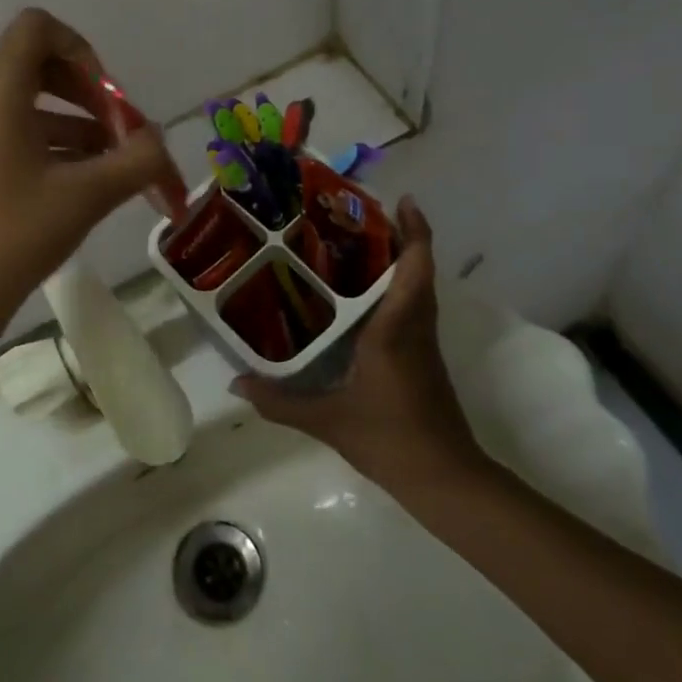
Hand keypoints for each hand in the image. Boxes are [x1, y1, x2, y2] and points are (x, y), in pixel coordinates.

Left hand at [0, 8, 183, 339]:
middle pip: (33, 64)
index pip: (35, 28)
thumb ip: (136, 160)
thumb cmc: (15, 236)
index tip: (107, 97)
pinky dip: (45, 143)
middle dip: (84, 91)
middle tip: (118, 132)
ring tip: (110, 164)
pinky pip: (6, 132)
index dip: (81, 49)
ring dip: (71, 122)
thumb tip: (158, 141)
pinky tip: (77, 182)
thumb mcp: (86, 196)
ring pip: (22, 103)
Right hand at [232, 199, 489, 494]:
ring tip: (357, 245)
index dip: (414, 231)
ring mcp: (423, 345)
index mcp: (395, 330)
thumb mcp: (328, 421)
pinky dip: (398, 289)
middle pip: (419, 270)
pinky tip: (364, 297)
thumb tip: (235, 383)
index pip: (414, 269)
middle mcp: (415, 328)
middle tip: (359, 216)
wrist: (446, 480)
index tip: (402, 201)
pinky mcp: (423, 360)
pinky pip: (414, 309)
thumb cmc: (390, 440)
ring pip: (419, 289)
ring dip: (401, 261)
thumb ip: (279, 401)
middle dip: (401, 237)